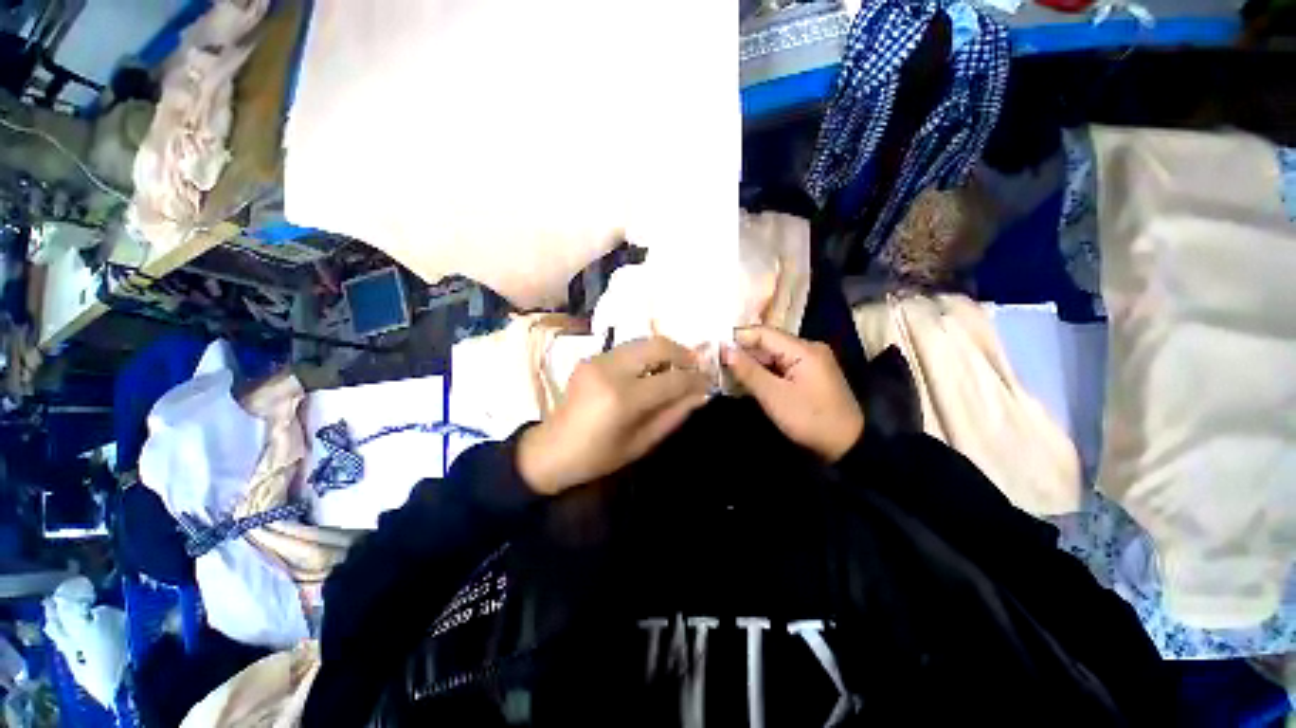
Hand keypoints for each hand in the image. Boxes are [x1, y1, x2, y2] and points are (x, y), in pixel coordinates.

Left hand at [517, 337, 710, 494]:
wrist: (551, 450)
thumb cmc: (598, 457)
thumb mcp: (641, 443)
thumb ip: (674, 415)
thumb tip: (702, 394)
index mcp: (622, 398)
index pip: (671, 379)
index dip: (695, 379)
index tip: (708, 382)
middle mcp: (610, 370)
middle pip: (657, 345)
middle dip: (683, 353)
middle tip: (696, 368)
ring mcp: (598, 359)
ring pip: (643, 341)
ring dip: (665, 351)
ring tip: (677, 368)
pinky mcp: (591, 357)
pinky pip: (628, 348)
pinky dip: (646, 355)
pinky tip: (651, 370)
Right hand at [722, 326, 863, 462]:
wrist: (847, 447)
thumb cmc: (810, 419)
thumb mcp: (774, 396)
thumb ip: (748, 371)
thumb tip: (724, 349)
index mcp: (804, 349)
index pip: (763, 333)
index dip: (738, 339)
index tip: (714, 349)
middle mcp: (808, 349)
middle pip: (768, 344)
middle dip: (742, 353)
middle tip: (717, 363)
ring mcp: (810, 362)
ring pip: (772, 356)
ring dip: (751, 365)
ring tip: (726, 373)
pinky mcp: (808, 375)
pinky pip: (780, 367)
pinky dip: (763, 373)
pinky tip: (746, 381)